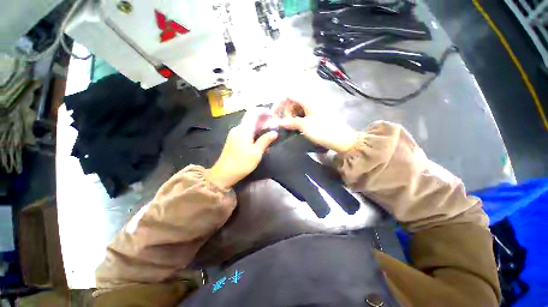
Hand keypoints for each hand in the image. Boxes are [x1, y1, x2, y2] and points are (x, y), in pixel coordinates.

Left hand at [208, 109, 277, 188]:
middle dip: (263, 119)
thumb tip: (274, 132)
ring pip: (248, 124)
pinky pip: (245, 131)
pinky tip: (260, 141)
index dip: (264, 111)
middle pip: (251, 117)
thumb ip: (265, 141)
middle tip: (274, 126)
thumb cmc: (241, 164)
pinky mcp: (233, 139)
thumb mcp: (256, 153)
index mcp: (244, 129)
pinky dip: (253, 132)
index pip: (254, 112)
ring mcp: (234, 133)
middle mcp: (238, 128)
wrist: (223, 174)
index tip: (274, 115)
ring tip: (269, 134)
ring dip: (259, 126)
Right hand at [275, 99, 358, 152]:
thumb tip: (277, 122)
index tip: (274, 115)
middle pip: (293, 102)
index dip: (279, 103)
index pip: (289, 95)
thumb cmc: (323, 131)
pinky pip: (305, 115)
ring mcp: (316, 109)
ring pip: (299, 109)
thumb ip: (290, 122)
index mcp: (308, 100)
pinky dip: (298, 120)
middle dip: (285, 112)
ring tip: (289, 128)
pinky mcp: (319, 117)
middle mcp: (311, 102)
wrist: (343, 140)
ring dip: (291, 117)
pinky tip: (296, 129)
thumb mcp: (304, 126)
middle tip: (283, 125)